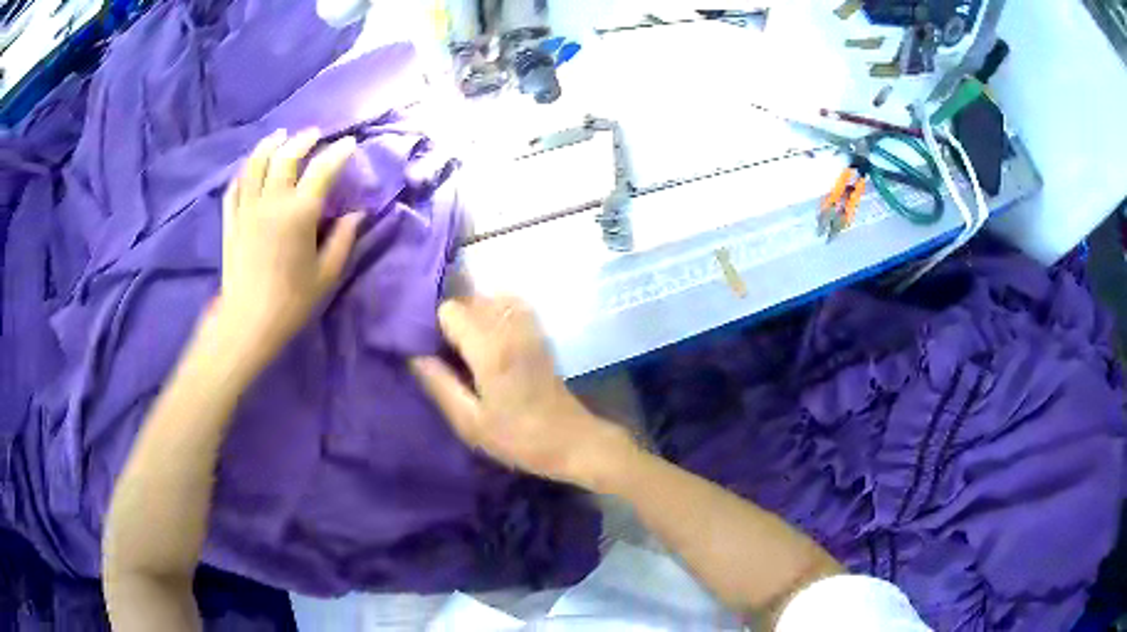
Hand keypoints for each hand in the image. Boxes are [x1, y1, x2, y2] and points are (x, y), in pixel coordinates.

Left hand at [213, 129, 359, 369]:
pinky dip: (244, 172)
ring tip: (279, 137)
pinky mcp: (231, 221)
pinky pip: (235, 187)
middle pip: (286, 156)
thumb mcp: (326, 274)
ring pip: (256, 163)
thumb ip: (343, 240)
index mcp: (299, 213)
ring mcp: (247, 209)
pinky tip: (250, 168)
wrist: (248, 323)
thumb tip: (356, 214)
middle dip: (303, 140)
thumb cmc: (292, 302)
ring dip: (269, 145)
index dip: (339, 153)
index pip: (322, 170)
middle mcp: (271, 201)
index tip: (350, 143)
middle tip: (314, 135)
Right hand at [411, 296, 635, 487]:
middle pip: (469, 298)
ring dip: (473, 315)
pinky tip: (490, 341)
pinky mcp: (539, 331)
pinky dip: (493, 312)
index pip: (450, 309)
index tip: (431, 352)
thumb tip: (414, 355)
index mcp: (490, 348)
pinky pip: (510, 304)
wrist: (571, 441)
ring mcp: (529, 326)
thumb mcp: (469, 422)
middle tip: (447, 354)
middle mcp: (511, 326)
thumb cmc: (518, 439)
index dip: (435, 328)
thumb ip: (439, 384)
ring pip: (488, 298)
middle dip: (452, 320)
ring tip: (467, 348)